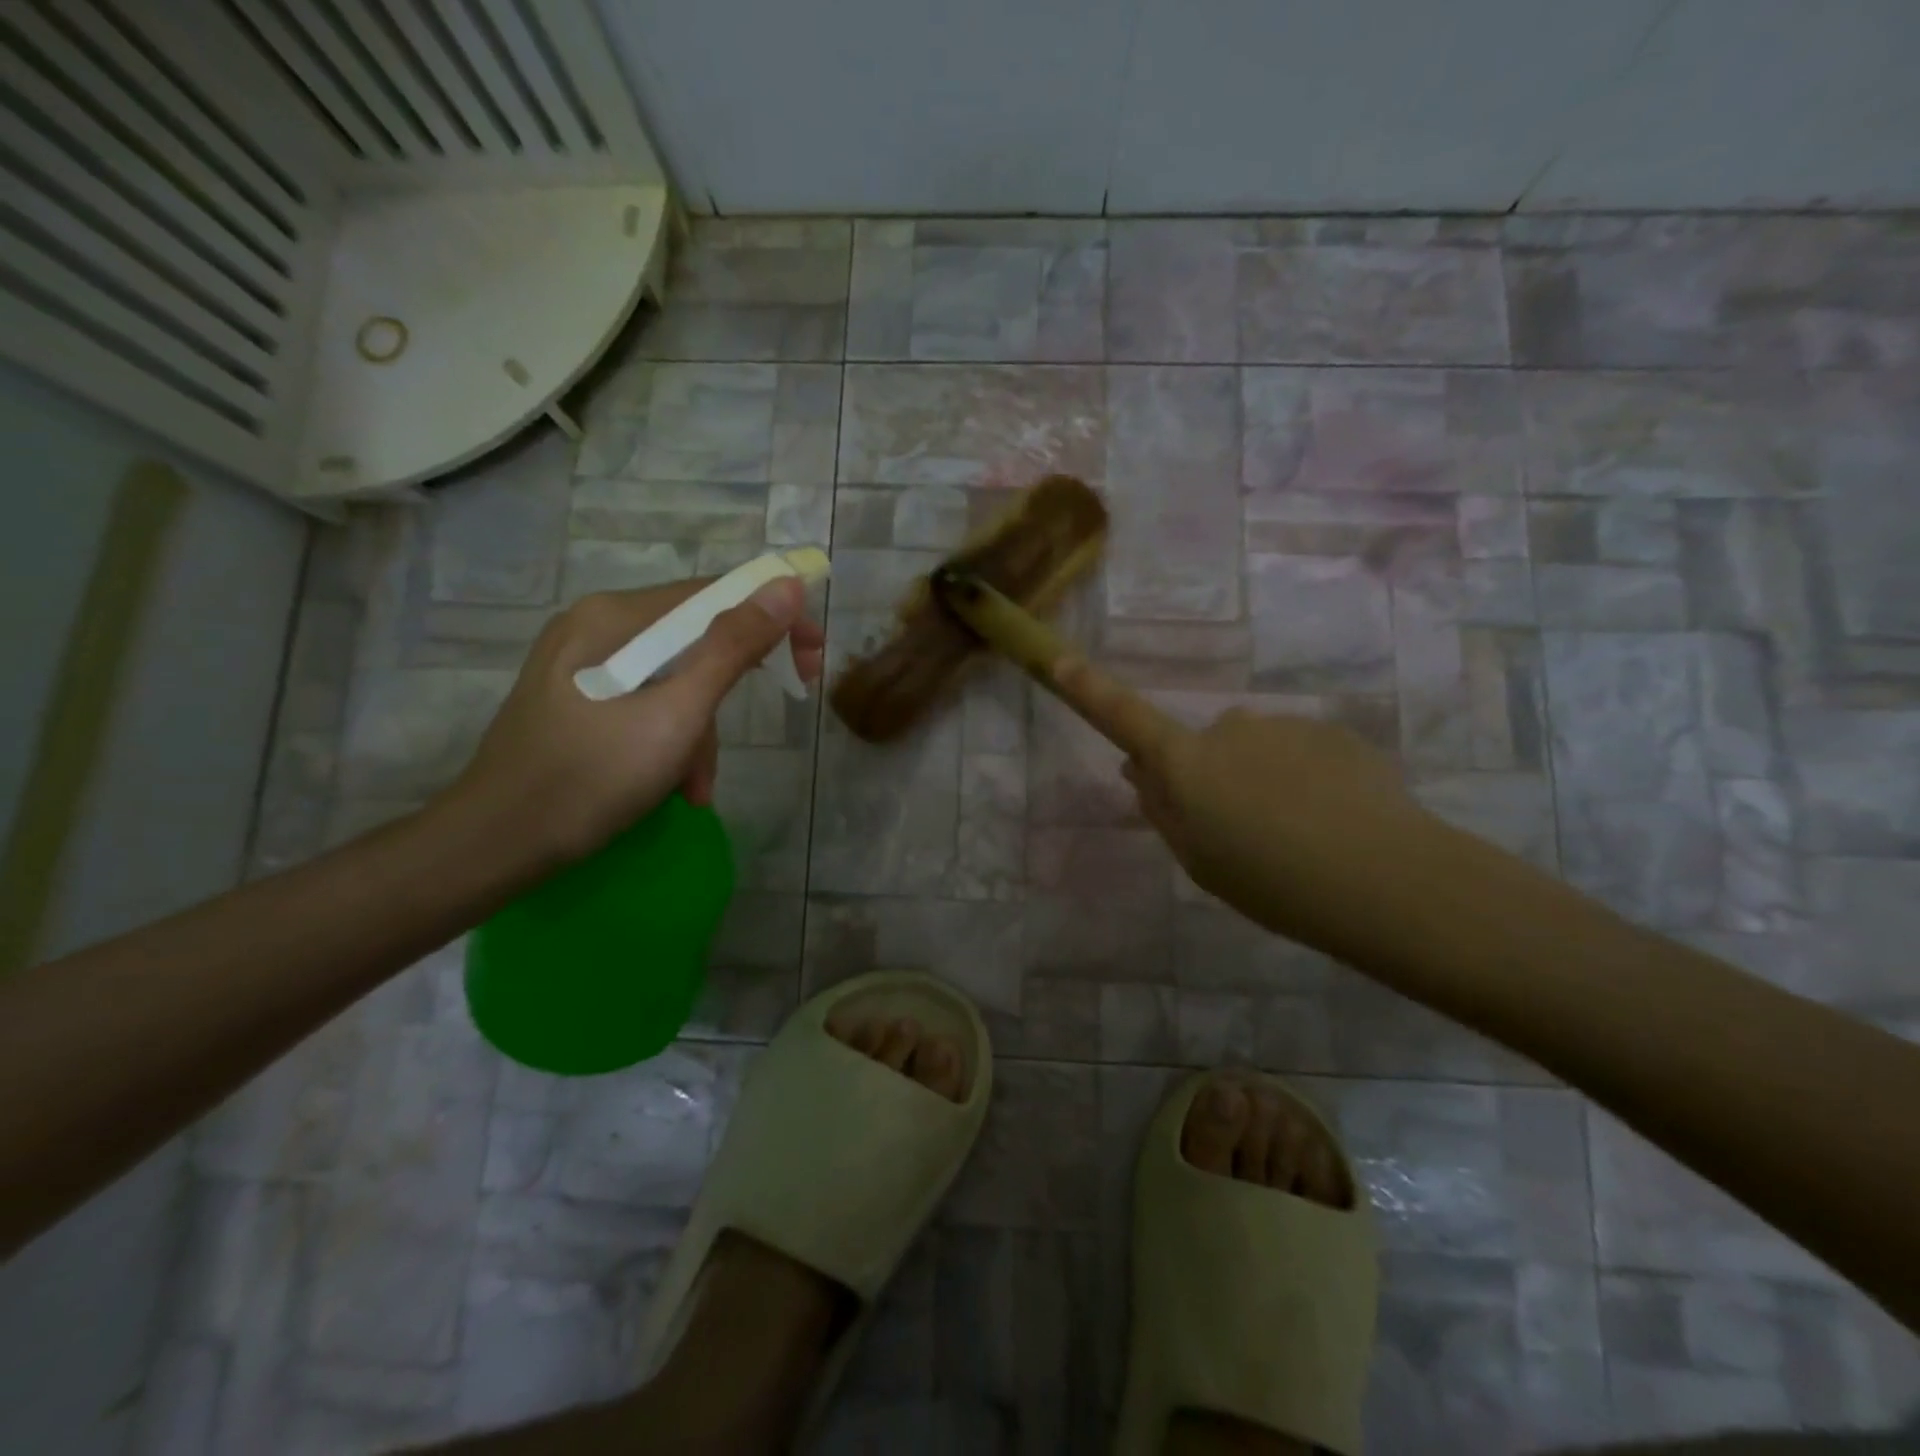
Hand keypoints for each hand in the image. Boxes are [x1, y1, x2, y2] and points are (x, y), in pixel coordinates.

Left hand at [444, 577, 824, 867]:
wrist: (494, 847)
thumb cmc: (589, 777)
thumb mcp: (676, 714)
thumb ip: (733, 648)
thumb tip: (786, 587)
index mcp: (616, 617)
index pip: (714, 595)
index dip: (774, 619)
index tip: (813, 660)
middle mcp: (598, 627)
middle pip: (696, 637)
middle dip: (734, 684)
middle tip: (787, 703)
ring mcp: (585, 665)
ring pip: (676, 679)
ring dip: (701, 730)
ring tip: (697, 786)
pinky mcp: (580, 700)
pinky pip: (649, 704)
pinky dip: (673, 740)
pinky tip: (676, 787)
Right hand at [1053, 655, 1447, 949]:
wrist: (1384, 877)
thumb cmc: (1270, 881)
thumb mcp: (1199, 860)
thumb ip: (1164, 810)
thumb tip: (1140, 770)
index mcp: (1186, 762)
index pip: (1124, 718)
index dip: (1089, 690)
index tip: (1059, 660)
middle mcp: (1228, 728)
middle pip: (1206, 747)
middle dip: (1216, 777)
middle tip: (1246, 834)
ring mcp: (1283, 725)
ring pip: (1258, 751)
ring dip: (1267, 781)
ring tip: (1301, 837)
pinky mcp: (1331, 731)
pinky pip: (1302, 753)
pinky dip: (1308, 780)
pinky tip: (1335, 822)